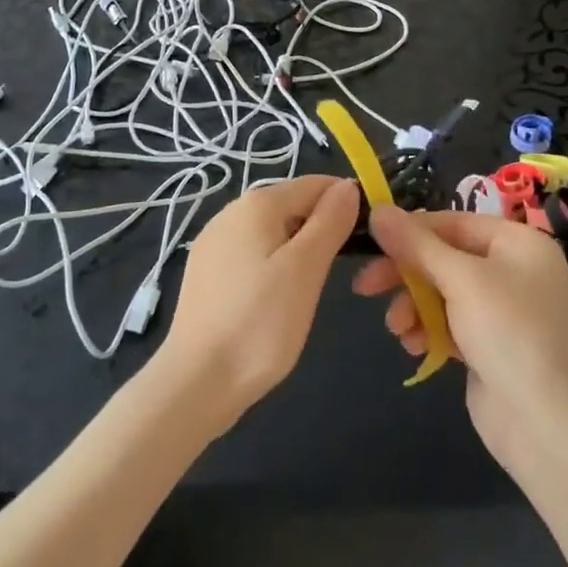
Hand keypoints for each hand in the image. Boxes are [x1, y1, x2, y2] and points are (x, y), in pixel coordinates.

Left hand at [154, 175, 358, 430]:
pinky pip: (252, 253)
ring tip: (313, 287)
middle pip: (292, 205)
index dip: (346, 203)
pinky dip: (274, 265)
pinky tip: (278, 298)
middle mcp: (230, 212)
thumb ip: (329, 222)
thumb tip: (347, 186)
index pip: (315, 185)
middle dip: (322, 226)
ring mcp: (214, 242)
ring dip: (299, 248)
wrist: (197, 381)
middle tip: (345, 269)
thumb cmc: (260, 323)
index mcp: (256, 204)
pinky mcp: (206, 271)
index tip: (370, 236)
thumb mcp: (306, 270)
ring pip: (272, 231)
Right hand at [354, 207, 567, 473]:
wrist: (551, 427)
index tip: (370, 243)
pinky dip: (428, 330)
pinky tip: (415, 346)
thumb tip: (377, 210)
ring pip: (441, 292)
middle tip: (365, 287)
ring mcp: (503, 311)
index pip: (452, 222)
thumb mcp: (461, 279)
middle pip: (443, 258)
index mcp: (518, 243)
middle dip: (405, 274)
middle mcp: (513, 270)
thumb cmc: (511, 334)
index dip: (410, 231)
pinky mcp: (491, 346)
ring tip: (397, 329)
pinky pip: (449, 324)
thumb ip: (416, 244)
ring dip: (412, 306)